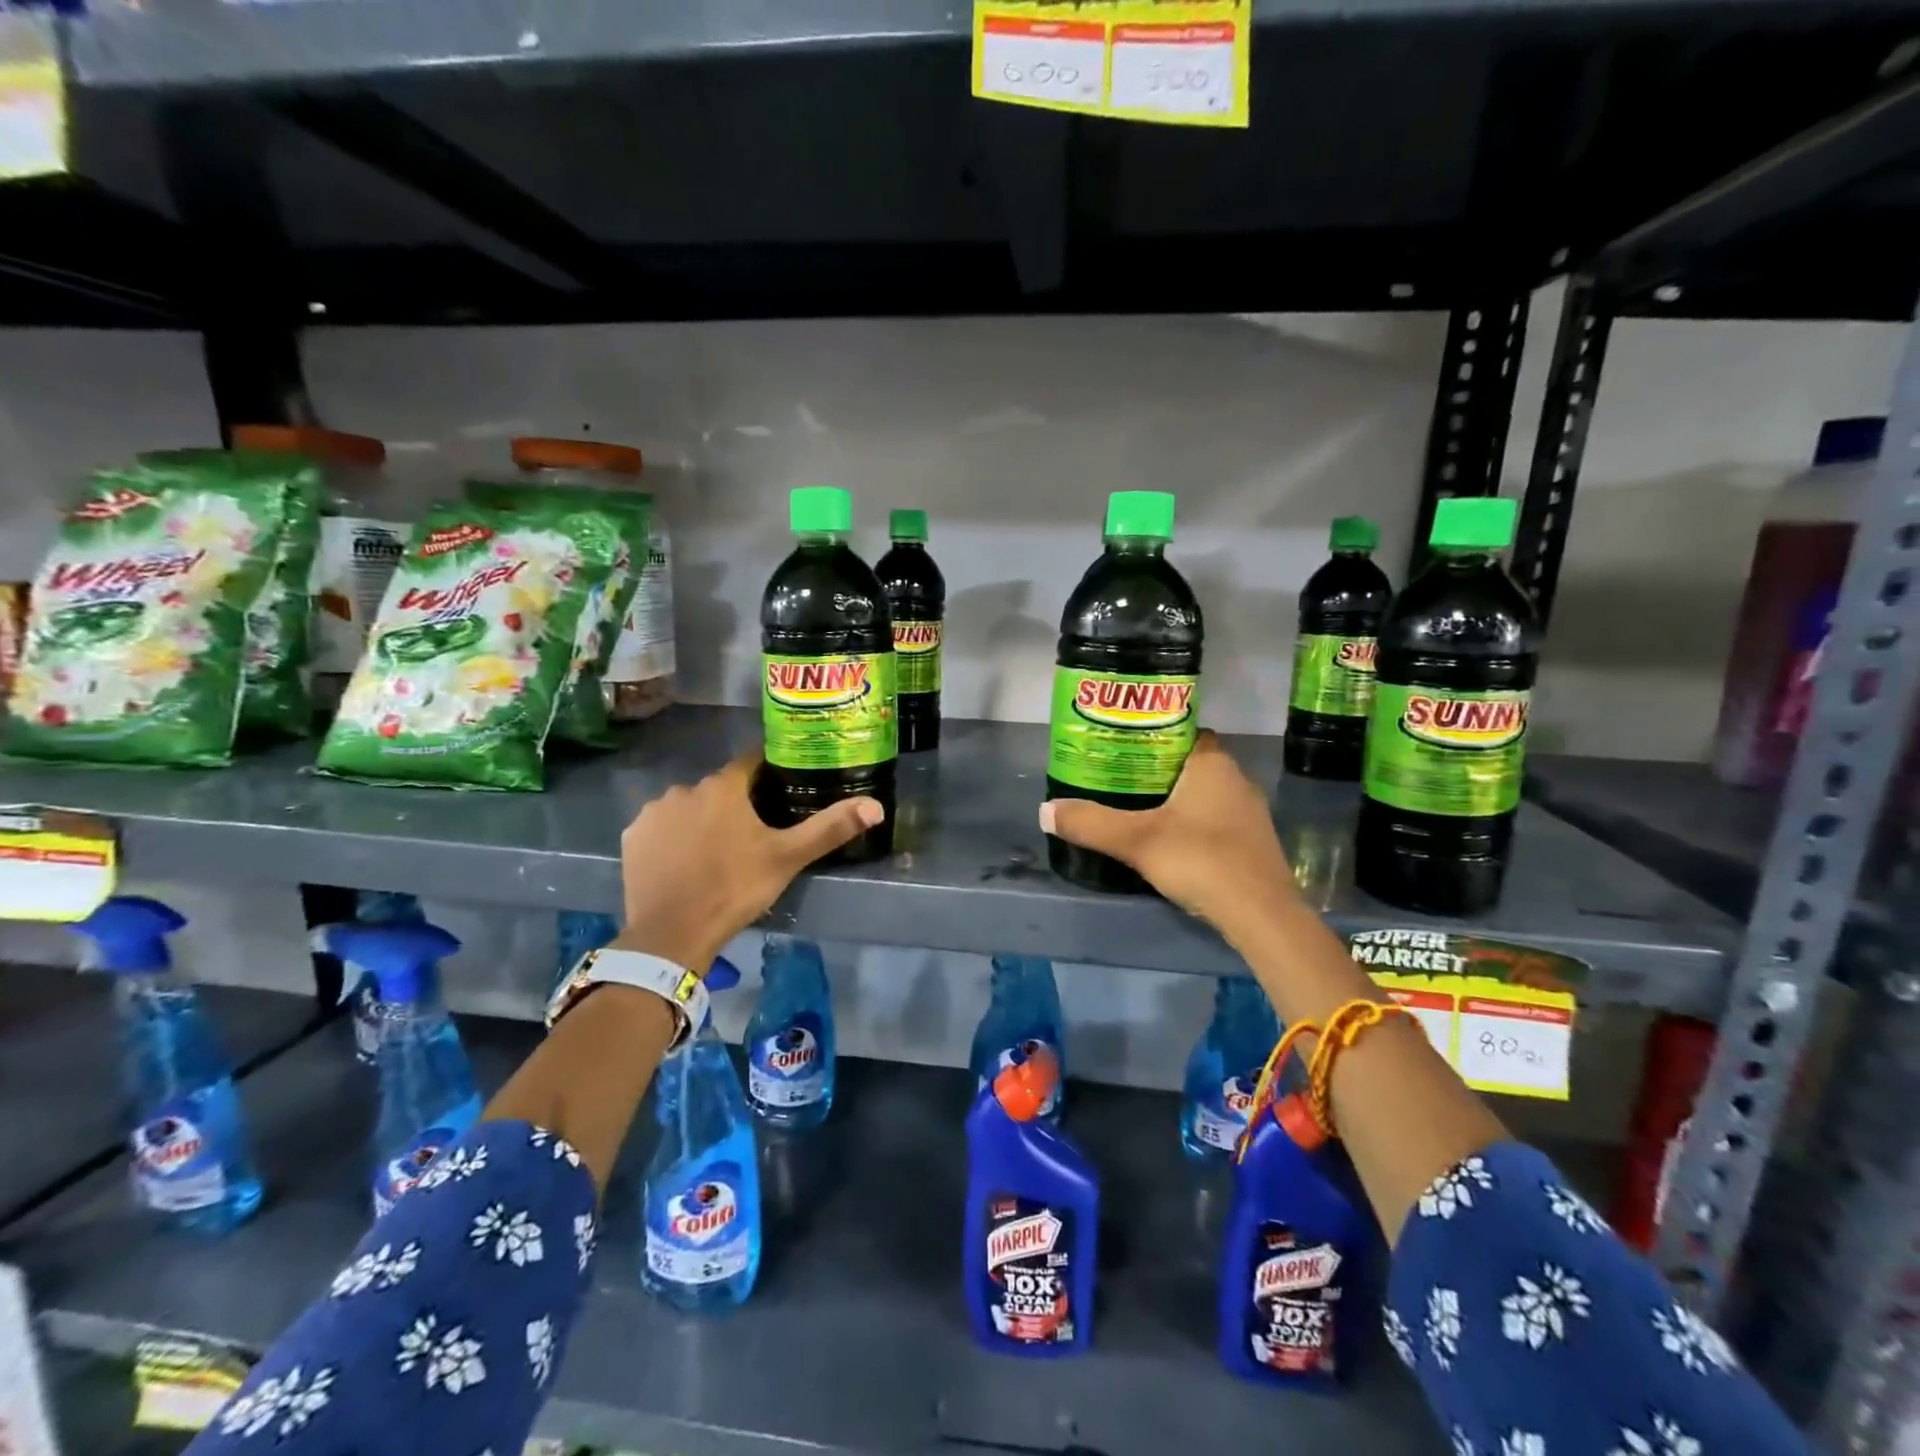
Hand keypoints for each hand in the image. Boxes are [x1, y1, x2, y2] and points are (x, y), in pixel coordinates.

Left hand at [614, 751, 882, 972]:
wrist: (672, 934)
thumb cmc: (735, 888)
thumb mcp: (788, 858)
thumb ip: (830, 828)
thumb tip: (876, 806)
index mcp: (724, 786)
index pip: (751, 764)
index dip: (769, 775)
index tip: (781, 792)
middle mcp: (684, 788)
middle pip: (719, 788)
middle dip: (735, 804)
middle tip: (752, 836)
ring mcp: (653, 812)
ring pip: (688, 807)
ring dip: (702, 820)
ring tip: (716, 854)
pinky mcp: (632, 838)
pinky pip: (660, 828)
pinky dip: (673, 838)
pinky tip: (684, 863)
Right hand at [1039, 731, 1298, 946]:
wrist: (1261, 916)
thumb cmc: (1201, 860)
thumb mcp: (1136, 840)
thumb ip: (1090, 824)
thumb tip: (1045, 811)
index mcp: (1213, 764)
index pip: (1183, 732)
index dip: (1153, 734)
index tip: (1122, 746)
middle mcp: (1236, 780)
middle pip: (1190, 763)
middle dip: (1157, 768)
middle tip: (1119, 777)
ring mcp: (1249, 813)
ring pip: (1204, 793)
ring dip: (1176, 798)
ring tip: (1137, 808)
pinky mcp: (1253, 843)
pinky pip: (1215, 819)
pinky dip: (1192, 823)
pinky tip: (1170, 840)